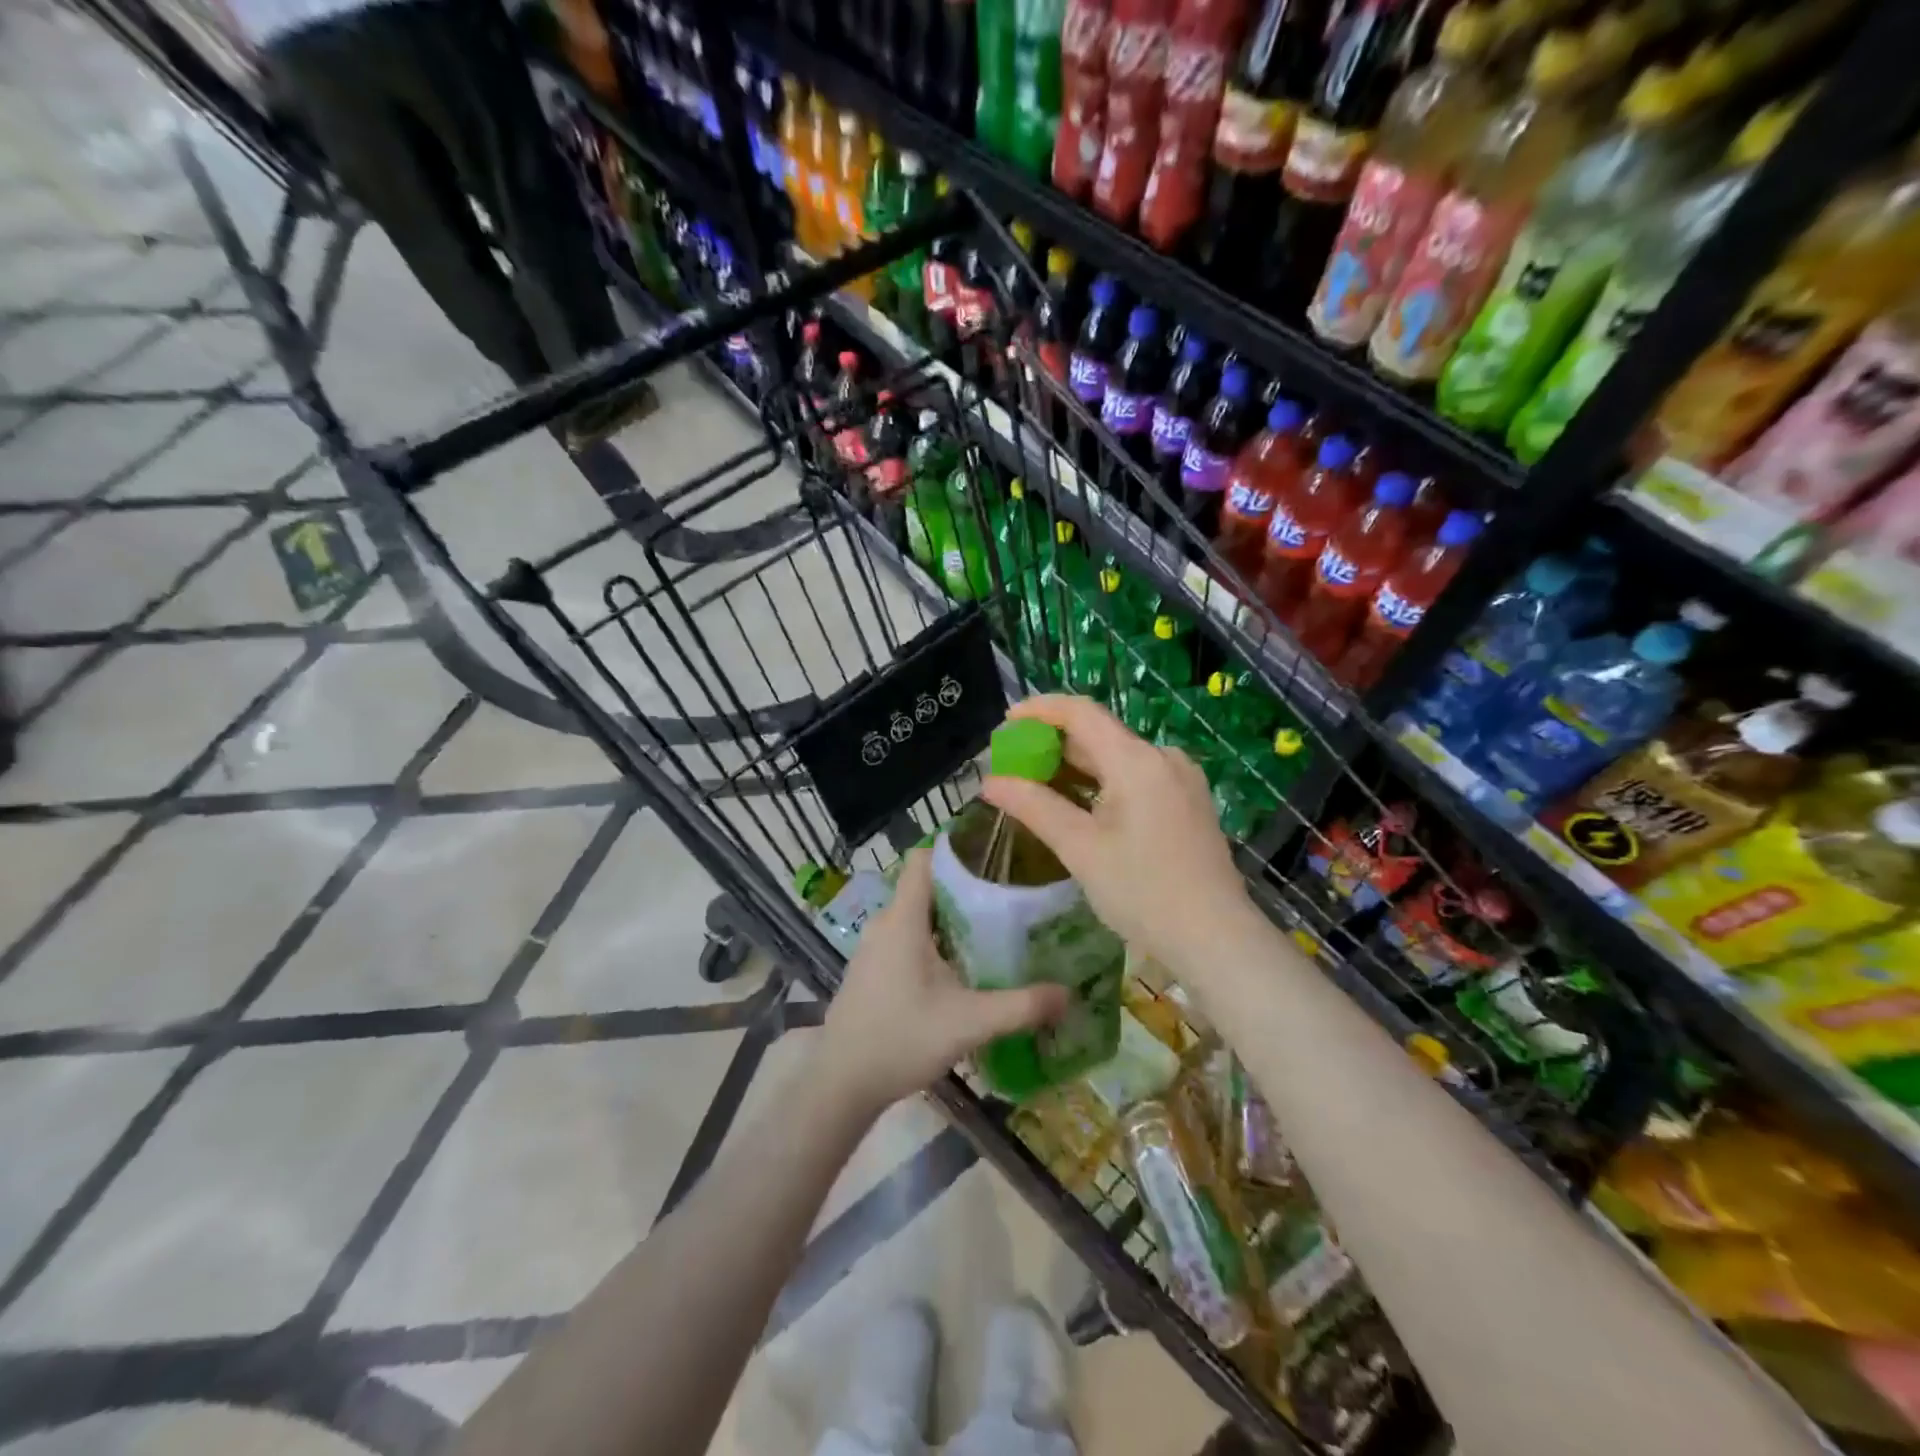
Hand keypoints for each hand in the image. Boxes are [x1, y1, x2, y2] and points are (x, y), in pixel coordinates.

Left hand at [816, 849, 1067, 1115]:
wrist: (841, 1084)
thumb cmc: (901, 1040)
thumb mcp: (969, 1023)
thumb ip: (1021, 1007)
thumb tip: (1068, 994)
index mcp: (903, 919)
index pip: (924, 859)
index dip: (957, 852)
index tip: (996, 859)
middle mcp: (885, 924)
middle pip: (926, 888)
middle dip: (965, 889)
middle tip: (1009, 900)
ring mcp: (873, 948)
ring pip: (916, 916)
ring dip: (950, 919)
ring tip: (992, 931)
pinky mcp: (871, 971)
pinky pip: (905, 939)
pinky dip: (932, 942)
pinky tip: (959, 969)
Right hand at [979, 694, 1260, 978]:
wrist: (1216, 939)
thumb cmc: (1143, 893)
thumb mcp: (1080, 849)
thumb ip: (1034, 807)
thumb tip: (990, 781)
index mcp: (1137, 761)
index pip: (1081, 712)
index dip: (1040, 709)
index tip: (1006, 722)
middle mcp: (1163, 758)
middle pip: (1099, 734)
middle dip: (1053, 743)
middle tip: (1014, 763)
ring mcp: (1181, 780)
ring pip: (1118, 757)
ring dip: (1077, 765)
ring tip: (1039, 784)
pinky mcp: (1188, 802)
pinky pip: (1137, 777)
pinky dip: (1103, 782)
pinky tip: (1082, 804)